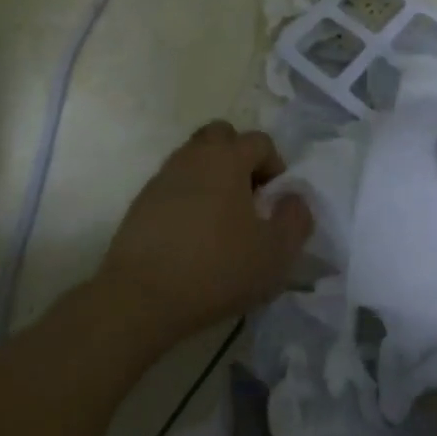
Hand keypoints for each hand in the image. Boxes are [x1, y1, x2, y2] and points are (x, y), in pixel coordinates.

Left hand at [94, 122, 312, 344]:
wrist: (140, 298)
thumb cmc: (216, 269)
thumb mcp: (276, 252)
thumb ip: (296, 218)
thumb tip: (293, 198)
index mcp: (227, 159)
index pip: (259, 141)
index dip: (275, 166)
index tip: (274, 203)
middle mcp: (193, 157)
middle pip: (221, 137)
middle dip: (239, 157)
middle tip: (247, 197)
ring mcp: (162, 178)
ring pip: (194, 159)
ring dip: (213, 177)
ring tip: (222, 220)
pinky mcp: (141, 203)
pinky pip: (174, 186)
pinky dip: (189, 198)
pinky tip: (194, 236)